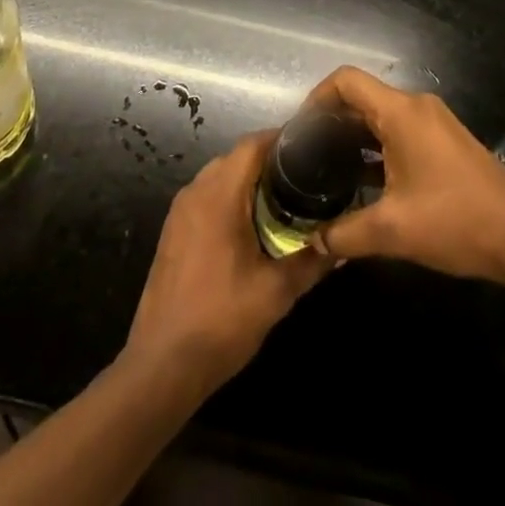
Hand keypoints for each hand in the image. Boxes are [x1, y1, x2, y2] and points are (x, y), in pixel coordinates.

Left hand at [123, 131, 330, 395]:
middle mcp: (195, 191)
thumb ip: (311, 262)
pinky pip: (207, 197)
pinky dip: (232, 198)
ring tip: (285, 199)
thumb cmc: (220, 321)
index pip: (253, 144)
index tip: (313, 147)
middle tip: (306, 177)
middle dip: (271, 161)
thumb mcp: (275, 293)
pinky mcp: (174, 231)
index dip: (283, 139)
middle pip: (237, 157)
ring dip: (250, 181)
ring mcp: (180, 211)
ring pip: (221, 176)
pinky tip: (253, 226)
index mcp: (218, 194)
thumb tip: (342, 244)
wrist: (161, 367)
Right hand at [305, 66, 504, 284]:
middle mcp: (416, 107)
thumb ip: (346, 234)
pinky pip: (400, 131)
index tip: (300, 130)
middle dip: (332, 121)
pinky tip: (365, 183)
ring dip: (355, 137)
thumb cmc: (455, 220)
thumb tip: (315, 242)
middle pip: (362, 97)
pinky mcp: (445, 142)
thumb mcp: (393, 231)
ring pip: (382, 116)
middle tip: (307, 155)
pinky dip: (377, 147)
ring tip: (329, 169)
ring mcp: (434, 122)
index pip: (346, 82)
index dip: (317, 97)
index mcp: (400, 112)